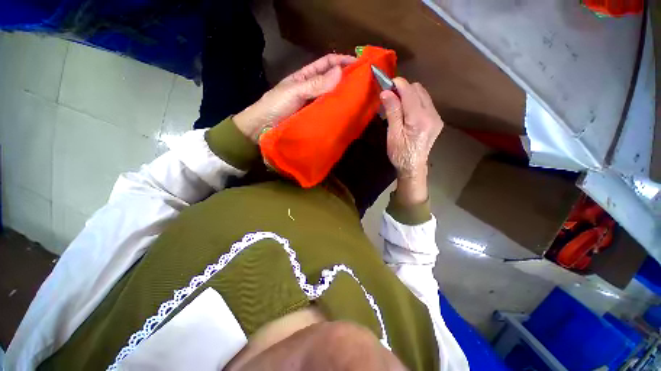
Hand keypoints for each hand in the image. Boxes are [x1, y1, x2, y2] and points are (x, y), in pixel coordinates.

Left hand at [233, 54, 356, 142]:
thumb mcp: (294, 91)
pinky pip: (328, 114)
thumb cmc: (275, 106)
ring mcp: (315, 106)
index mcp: (306, 77)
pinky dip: (338, 113)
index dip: (342, 61)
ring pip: (332, 98)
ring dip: (344, 98)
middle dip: (347, 80)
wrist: (262, 129)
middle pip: (332, 81)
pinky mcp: (316, 121)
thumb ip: (315, 84)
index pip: (327, 64)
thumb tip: (340, 72)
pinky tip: (348, 115)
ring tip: (361, 100)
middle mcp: (313, 90)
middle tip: (366, 84)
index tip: (360, 64)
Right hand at [380, 79, 443, 204]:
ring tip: (398, 105)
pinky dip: (415, 101)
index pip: (409, 92)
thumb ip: (392, 112)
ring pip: (423, 94)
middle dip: (403, 89)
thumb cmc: (400, 154)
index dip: (397, 84)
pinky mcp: (437, 120)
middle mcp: (432, 114)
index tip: (386, 84)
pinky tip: (407, 112)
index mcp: (419, 119)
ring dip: (409, 95)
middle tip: (390, 98)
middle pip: (418, 89)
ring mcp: (436, 117)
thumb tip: (386, 92)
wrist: (413, 167)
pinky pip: (426, 102)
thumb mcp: (393, 135)